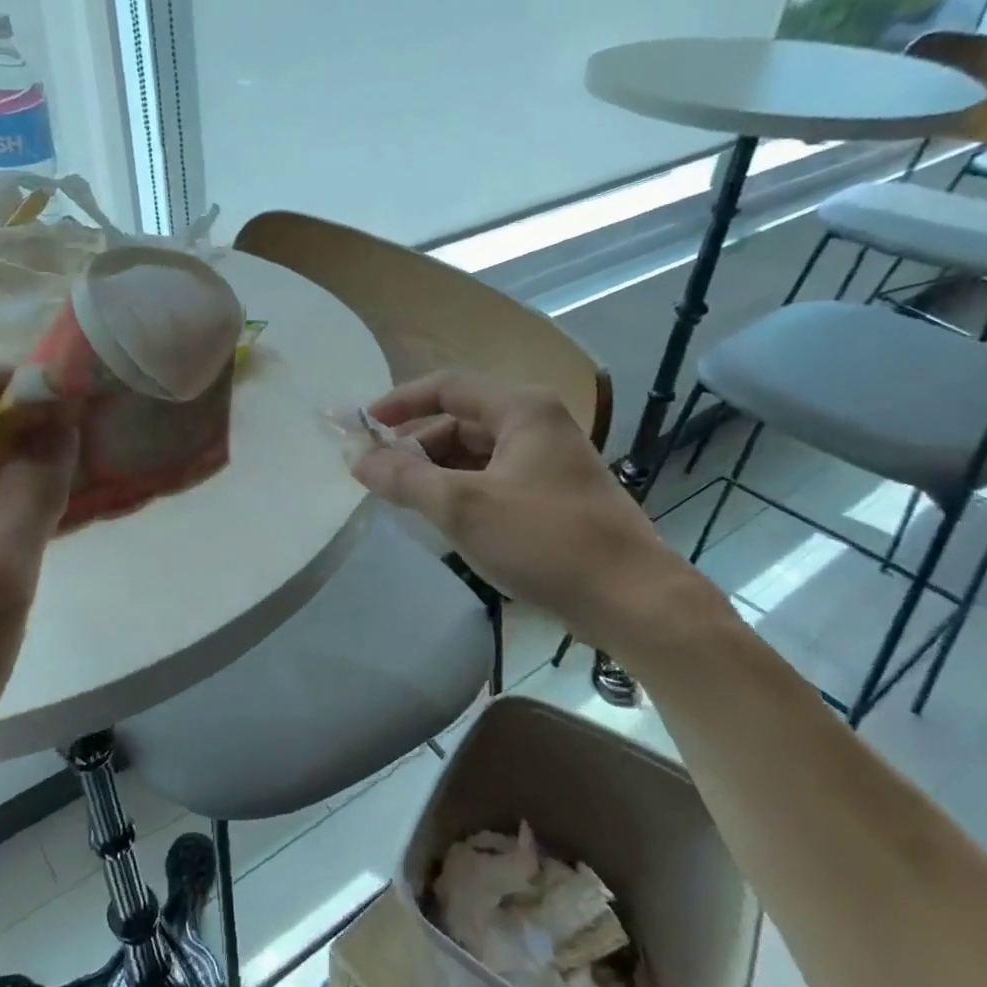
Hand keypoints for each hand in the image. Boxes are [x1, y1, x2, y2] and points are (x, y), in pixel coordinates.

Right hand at [352, 369, 701, 651]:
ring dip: (437, 470)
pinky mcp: (553, 496)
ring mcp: (549, 461)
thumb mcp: (463, 507)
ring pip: (476, 453)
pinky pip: (493, 479)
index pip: (447, 386)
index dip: (399, 401)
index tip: (361, 425)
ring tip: (402, 499)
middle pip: (460, 420)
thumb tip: (355, 455)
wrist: (631, 600)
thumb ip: (404, 477)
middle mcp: (538, 424)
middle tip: (377, 473)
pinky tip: (442, 518)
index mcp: (522, 409)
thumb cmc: (545, 541)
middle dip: (416, 444)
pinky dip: (462, 491)